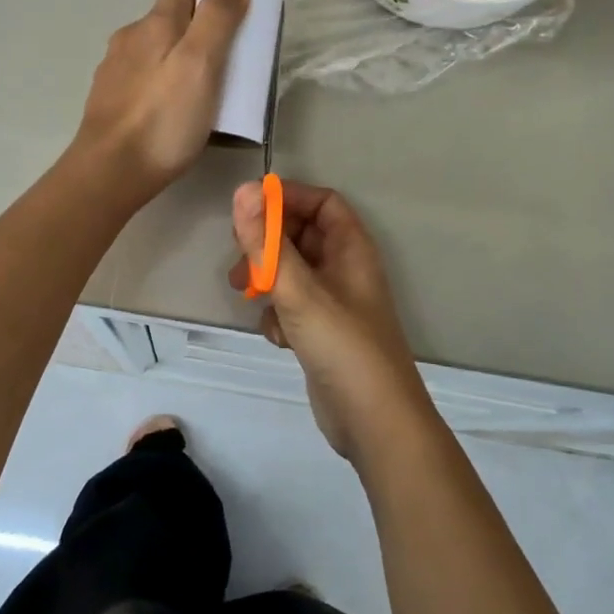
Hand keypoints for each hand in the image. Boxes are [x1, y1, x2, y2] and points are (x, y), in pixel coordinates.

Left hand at [74, 0, 249, 204]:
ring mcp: (114, 71)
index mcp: (153, 24)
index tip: (231, 26)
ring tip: (199, 95)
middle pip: (167, 21)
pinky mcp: (108, 101)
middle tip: (222, 65)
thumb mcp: (201, 65)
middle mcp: (128, 39)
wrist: (110, 172)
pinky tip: (170, 114)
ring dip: (175, 62)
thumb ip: (217, 19)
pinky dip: (158, 87)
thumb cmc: (163, 118)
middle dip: (195, 33)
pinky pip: (141, 81)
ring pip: (152, 52)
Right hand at [229, 180, 437, 462]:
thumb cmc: (342, 345)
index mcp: (351, 248)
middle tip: (239, 256)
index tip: (249, 208)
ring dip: (267, 279)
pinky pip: (293, 307)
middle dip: (268, 243)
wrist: (374, 421)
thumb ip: (267, 242)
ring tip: (245, 293)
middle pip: (302, 236)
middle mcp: (345, 270)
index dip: (288, 198)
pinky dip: (279, 315)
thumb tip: (243, 191)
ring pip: (293, 273)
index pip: (321, 202)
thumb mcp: (299, 290)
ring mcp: (334, 303)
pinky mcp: (322, 334)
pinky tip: (278, 336)